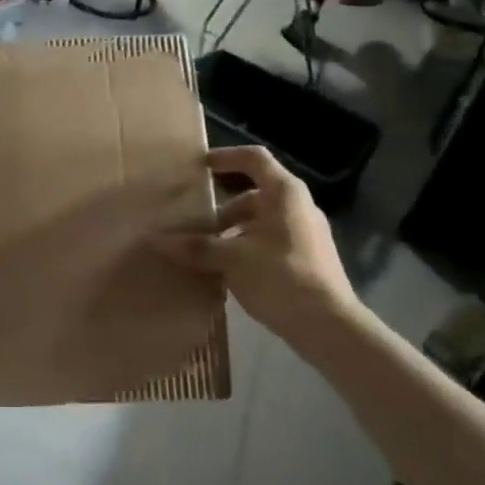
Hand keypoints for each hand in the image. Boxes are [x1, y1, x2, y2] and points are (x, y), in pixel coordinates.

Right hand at [162, 145, 362, 347]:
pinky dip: (245, 249)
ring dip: (231, 233)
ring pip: (260, 222)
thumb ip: (195, 247)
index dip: (225, 157)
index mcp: (284, 193)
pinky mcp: (307, 260)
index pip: (253, 158)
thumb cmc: (281, 277)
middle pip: (253, 195)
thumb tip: (154, 240)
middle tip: (193, 225)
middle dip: (221, 209)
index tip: (199, 167)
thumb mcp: (232, 259)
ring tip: (204, 253)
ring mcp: (305, 234)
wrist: (330, 327)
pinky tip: (226, 272)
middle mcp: (298, 207)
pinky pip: (269, 243)